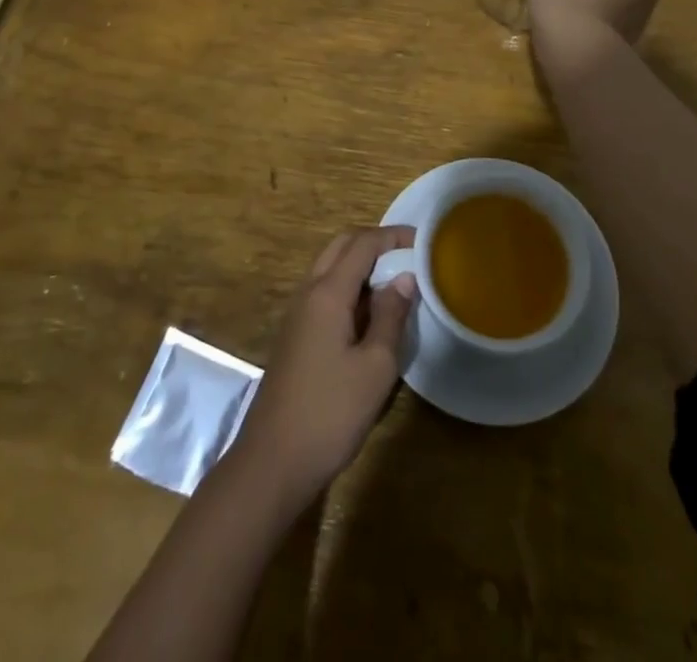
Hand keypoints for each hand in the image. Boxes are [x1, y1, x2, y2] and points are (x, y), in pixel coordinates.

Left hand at [228, 227, 417, 508]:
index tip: (423, 241)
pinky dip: (348, 285)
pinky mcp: (295, 334)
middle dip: (375, 242)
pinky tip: (370, 312)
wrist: (273, 461)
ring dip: (360, 263)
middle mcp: (308, 292)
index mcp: (327, 293)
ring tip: (395, 280)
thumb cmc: (330, 413)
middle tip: (408, 255)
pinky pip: (323, 291)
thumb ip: (391, 316)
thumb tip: (404, 278)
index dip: (393, 236)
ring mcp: (297, 313)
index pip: (362, 244)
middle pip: (341, 246)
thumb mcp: (375, 367)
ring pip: (329, 267)